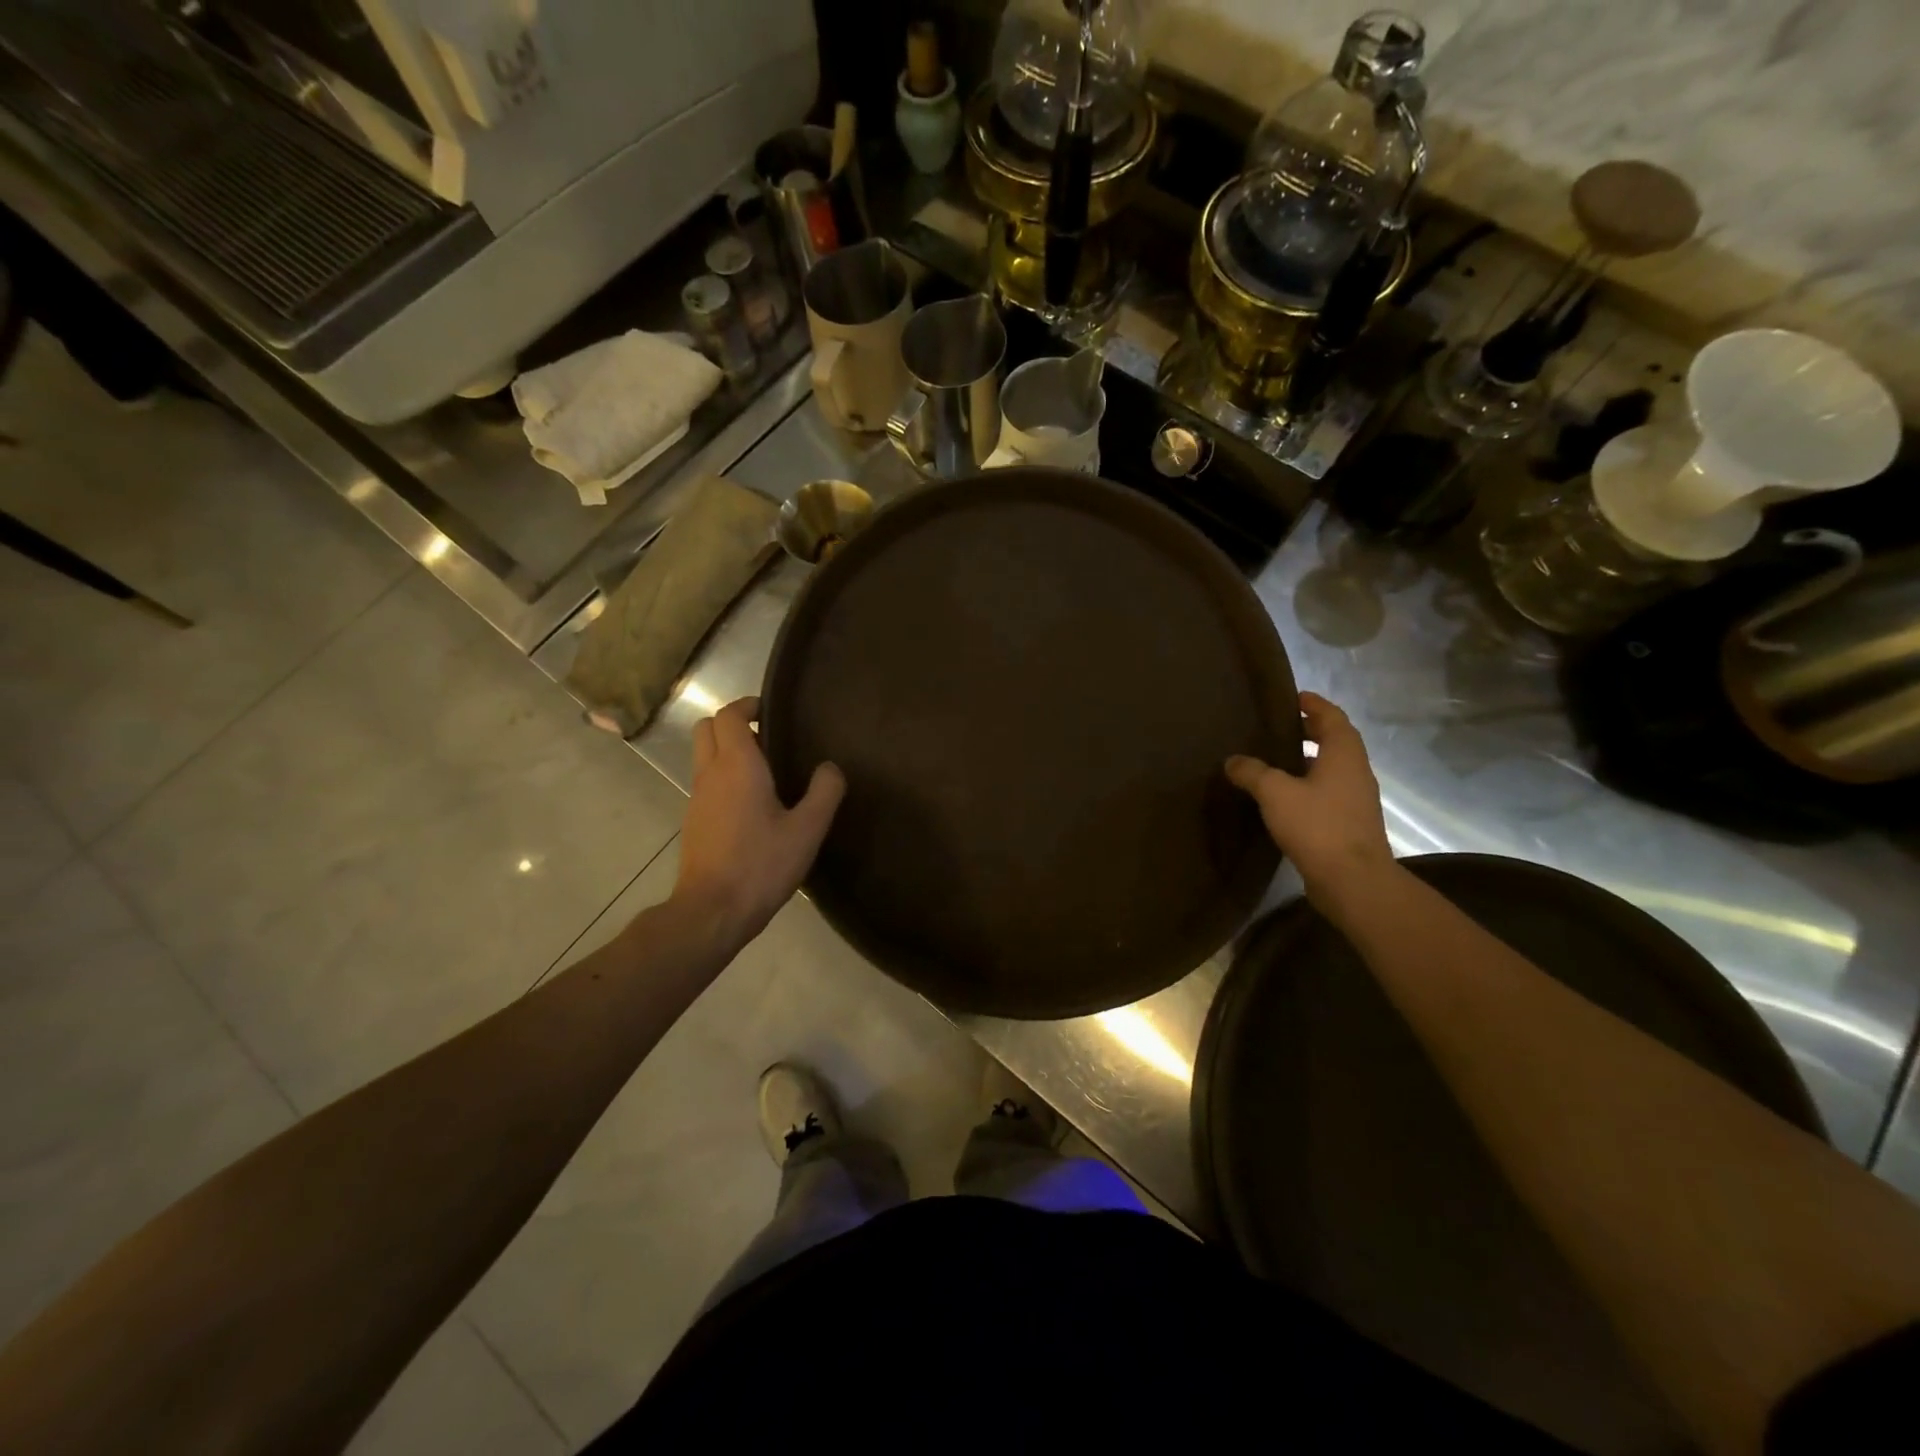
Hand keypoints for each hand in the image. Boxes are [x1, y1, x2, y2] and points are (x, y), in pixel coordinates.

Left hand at [673, 697, 844, 952]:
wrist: (712, 911)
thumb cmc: (761, 864)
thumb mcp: (807, 830)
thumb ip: (824, 792)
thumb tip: (830, 767)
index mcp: (737, 765)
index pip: (728, 714)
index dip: (748, 705)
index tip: (772, 711)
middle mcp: (710, 773)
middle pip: (706, 728)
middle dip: (733, 723)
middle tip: (768, 738)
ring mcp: (697, 798)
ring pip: (704, 756)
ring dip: (728, 752)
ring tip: (767, 772)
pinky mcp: (694, 822)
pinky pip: (706, 783)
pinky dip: (724, 778)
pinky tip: (753, 806)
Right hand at [1226, 692, 1394, 909]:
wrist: (1353, 881)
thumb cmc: (1318, 826)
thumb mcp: (1275, 793)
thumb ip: (1252, 772)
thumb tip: (1233, 760)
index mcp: (1344, 755)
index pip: (1333, 718)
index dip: (1314, 705)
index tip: (1294, 697)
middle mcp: (1355, 773)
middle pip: (1335, 742)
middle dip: (1311, 731)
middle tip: (1279, 727)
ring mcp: (1355, 801)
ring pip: (1331, 769)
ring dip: (1308, 760)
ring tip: (1275, 760)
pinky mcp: (1349, 825)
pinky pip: (1327, 793)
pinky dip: (1308, 786)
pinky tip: (1283, 798)